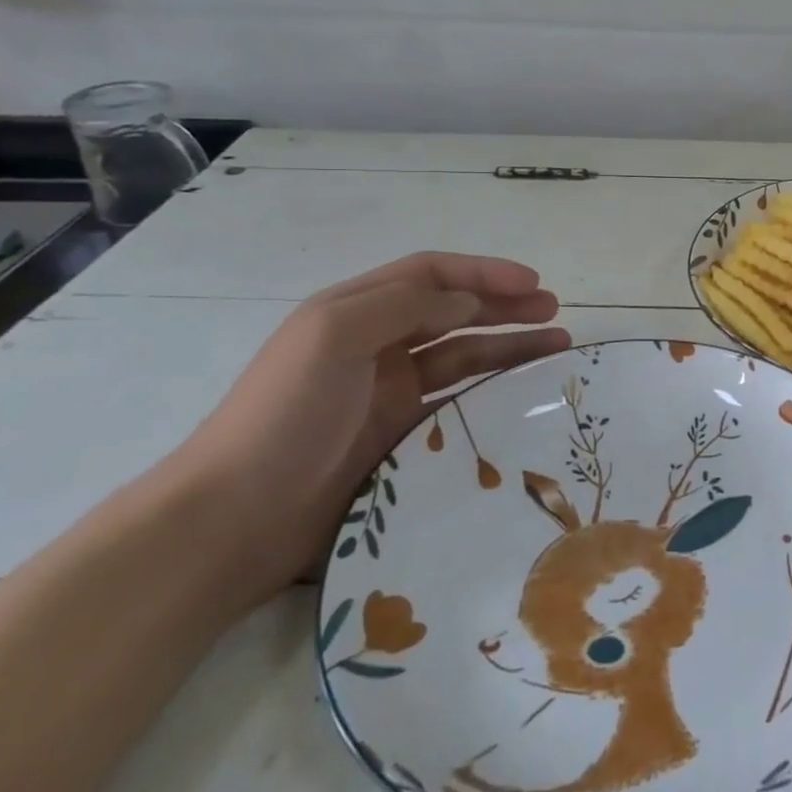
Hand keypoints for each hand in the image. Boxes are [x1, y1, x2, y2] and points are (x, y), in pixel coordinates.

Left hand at [176, 253, 569, 605]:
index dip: (484, 272)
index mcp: (356, 309)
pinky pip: (456, 401)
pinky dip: (491, 391)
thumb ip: (405, 307)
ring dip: (509, 346)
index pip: (431, 274)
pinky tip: (521, 392)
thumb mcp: (335, 335)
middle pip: (454, 311)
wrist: (234, 519)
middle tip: (555, 312)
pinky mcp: (400, 436)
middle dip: (506, 305)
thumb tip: (468, 304)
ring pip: (463, 355)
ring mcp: (388, 392)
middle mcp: (376, 342)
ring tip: (557, 346)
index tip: (533, 283)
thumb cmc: (285, 413)